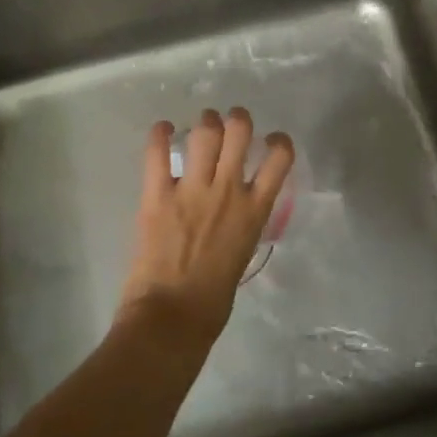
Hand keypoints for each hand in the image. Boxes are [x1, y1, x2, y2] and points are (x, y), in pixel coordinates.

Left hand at [120, 107, 295, 342]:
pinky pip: (157, 153)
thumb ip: (243, 222)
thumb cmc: (213, 299)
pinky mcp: (157, 195)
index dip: (278, 142)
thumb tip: (236, 210)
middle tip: (230, 123)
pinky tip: (162, 129)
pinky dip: (159, 134)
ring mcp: (192, 190)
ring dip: (205, 122)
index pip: (279, 158)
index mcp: (254, 210)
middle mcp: (228, 190)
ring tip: (202, 125)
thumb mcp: (243, 252)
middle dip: (237, 119)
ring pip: (205, 133)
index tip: (271, 141)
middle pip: (239, 132)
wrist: (173, 316)